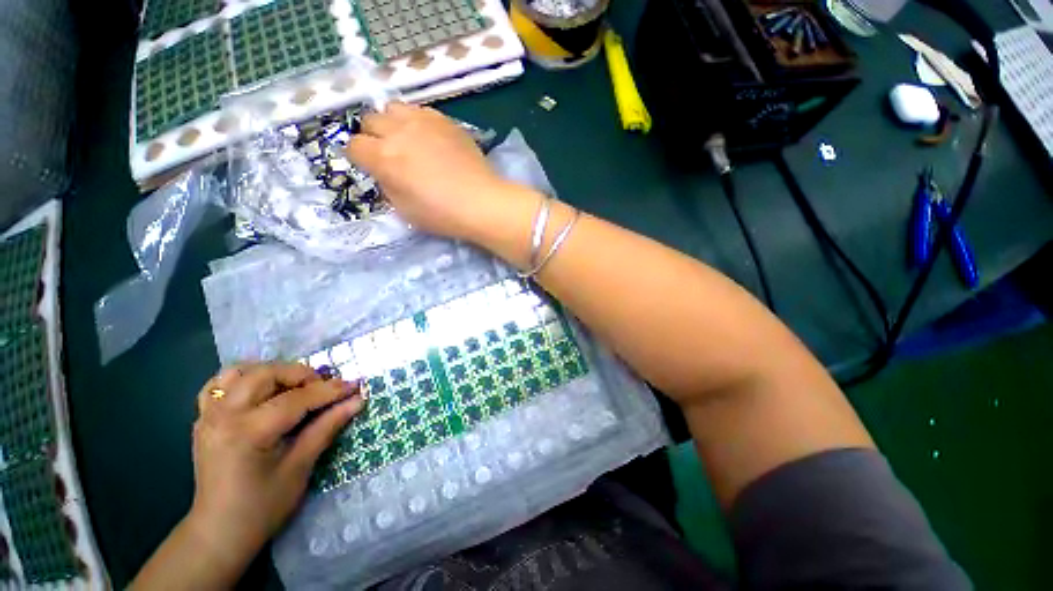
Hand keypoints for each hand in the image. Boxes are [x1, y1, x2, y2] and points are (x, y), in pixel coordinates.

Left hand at [188, 363, 363, 562]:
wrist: (218, 533)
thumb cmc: (263, 507)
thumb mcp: (300, 468)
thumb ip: (327, 427)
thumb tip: (356, 401)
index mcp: (247, 432)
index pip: (297, 398)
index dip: (330, 390)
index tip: (354, 386)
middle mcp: (223, 416)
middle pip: (266, 374)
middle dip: (301, 375)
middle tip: (323, 388)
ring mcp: (208, 416)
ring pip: (241, 372)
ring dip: (273, 372)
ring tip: (294, 387)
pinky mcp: (203, 420)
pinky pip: (219, 384)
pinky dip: (244, 379)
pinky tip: (261, 392)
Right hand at [347, 103, 520, 239]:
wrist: (482, 202)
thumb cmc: (443, 214)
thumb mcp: (404, 209)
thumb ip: (386, 184)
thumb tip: (384, 171)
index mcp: (384, 158)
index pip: (354, 146)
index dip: (360, 158)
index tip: (371, 167)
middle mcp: (398, 132)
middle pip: (370, 121)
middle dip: (374, 137)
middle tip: (390, 155)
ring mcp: (423, 121)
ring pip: (393, 108)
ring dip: (394, 123)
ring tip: (409, 141)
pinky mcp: (445, 120)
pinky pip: (420, 110)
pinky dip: (417, 121)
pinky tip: (430, 138)